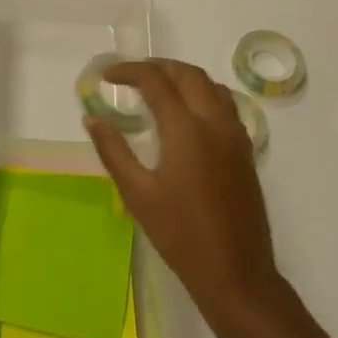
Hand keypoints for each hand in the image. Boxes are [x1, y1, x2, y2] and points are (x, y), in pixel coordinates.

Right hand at [83, 58, 279, 322]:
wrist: (235, 271)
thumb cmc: (180, 235)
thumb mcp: (137, 194)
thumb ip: (114, 151)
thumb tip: (92, 119)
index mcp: (187, 130)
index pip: (156, 82)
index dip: (128, 71)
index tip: (106, 76)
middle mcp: (215, 122)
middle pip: (187, 74)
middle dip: (157, 67)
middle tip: (129, 76)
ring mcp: (235, 135)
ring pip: (210, 85)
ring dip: (182, 76)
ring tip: (156, 87)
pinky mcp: (245, 149)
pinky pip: (225, 104)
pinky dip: (202, 93)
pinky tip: (186, 113)